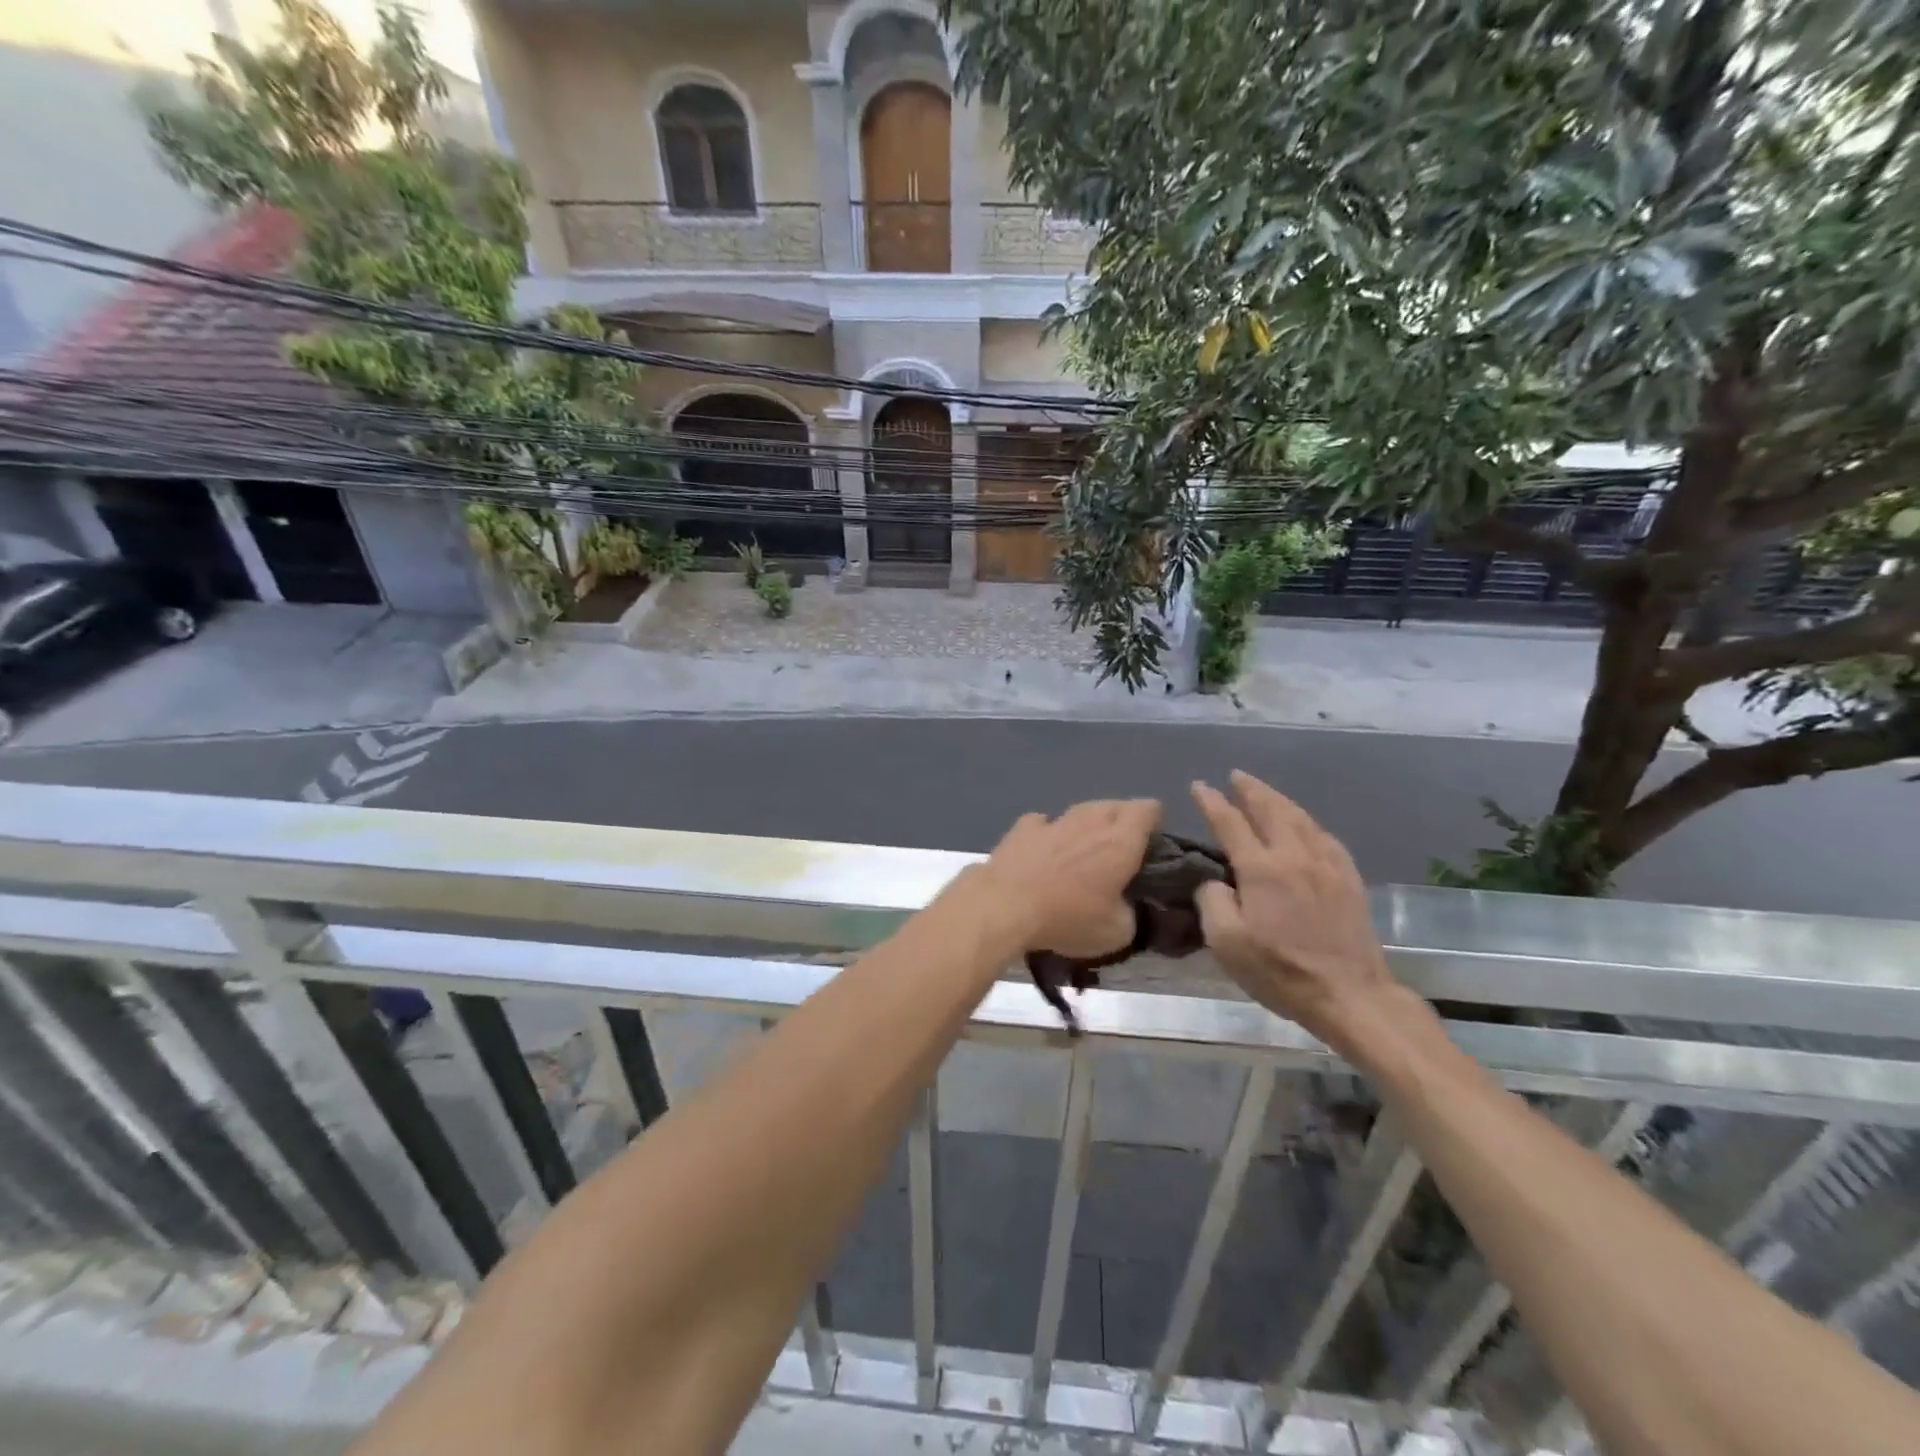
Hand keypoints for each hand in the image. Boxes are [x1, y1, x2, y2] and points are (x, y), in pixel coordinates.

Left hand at [978, 799, 1160, 957]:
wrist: (1005, 906)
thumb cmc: (1068, 918)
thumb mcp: (1116, 933)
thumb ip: (1130, 914)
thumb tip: (1124, 907)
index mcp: (1121, 840)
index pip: (1148, 809)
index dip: (1154, 822)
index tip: (1151, 844)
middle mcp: (1090, 821)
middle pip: (1115, 805)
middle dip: (1121, 822)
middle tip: (1119, 852)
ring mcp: (1054, 820)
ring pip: (1080, 811)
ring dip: (1086, 826)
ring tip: (1082, 852)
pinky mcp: (1022, 828)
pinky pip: (1043, 823)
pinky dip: (1048, 834)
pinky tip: (1043, 852)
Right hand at [1190, 771, 1393, 1037]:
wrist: (1350, 995)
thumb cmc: (1281, 971)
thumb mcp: (1227, 943)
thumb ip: (1212, 901)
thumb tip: (1214, 881)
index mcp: (1261, 868)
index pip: (1230, 822)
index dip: (1212, 801)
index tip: (1199, 786)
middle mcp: (1294, 855)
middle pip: (1270, 809)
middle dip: (1250, 789)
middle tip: (1236, 776)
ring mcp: (1327, 865)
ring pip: (1300, 818)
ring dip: (1278, 799)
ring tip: (1264, 791)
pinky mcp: (1349, 879)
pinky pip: (1325, 837)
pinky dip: (1308, 822)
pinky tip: (1305, 825)